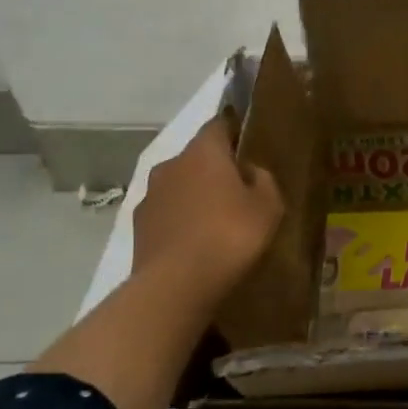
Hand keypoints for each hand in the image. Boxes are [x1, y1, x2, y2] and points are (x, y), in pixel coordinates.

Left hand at [132, 118, 284, 310]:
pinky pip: (167, 212)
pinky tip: (194, 241)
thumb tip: (251, 171)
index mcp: (204, 151)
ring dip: (195, 194)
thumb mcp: (268, 207)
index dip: (234, 130)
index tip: (248, 143)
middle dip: (215, 167)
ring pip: (179, 184)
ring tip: (215, 219)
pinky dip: (180, 219)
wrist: (176, 284)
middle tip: (238, 189)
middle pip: (197, 156)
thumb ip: (264, 180)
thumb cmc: (230, 235)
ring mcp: (150, 194)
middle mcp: (172, 163)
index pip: (219, 124)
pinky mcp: (139, 224)